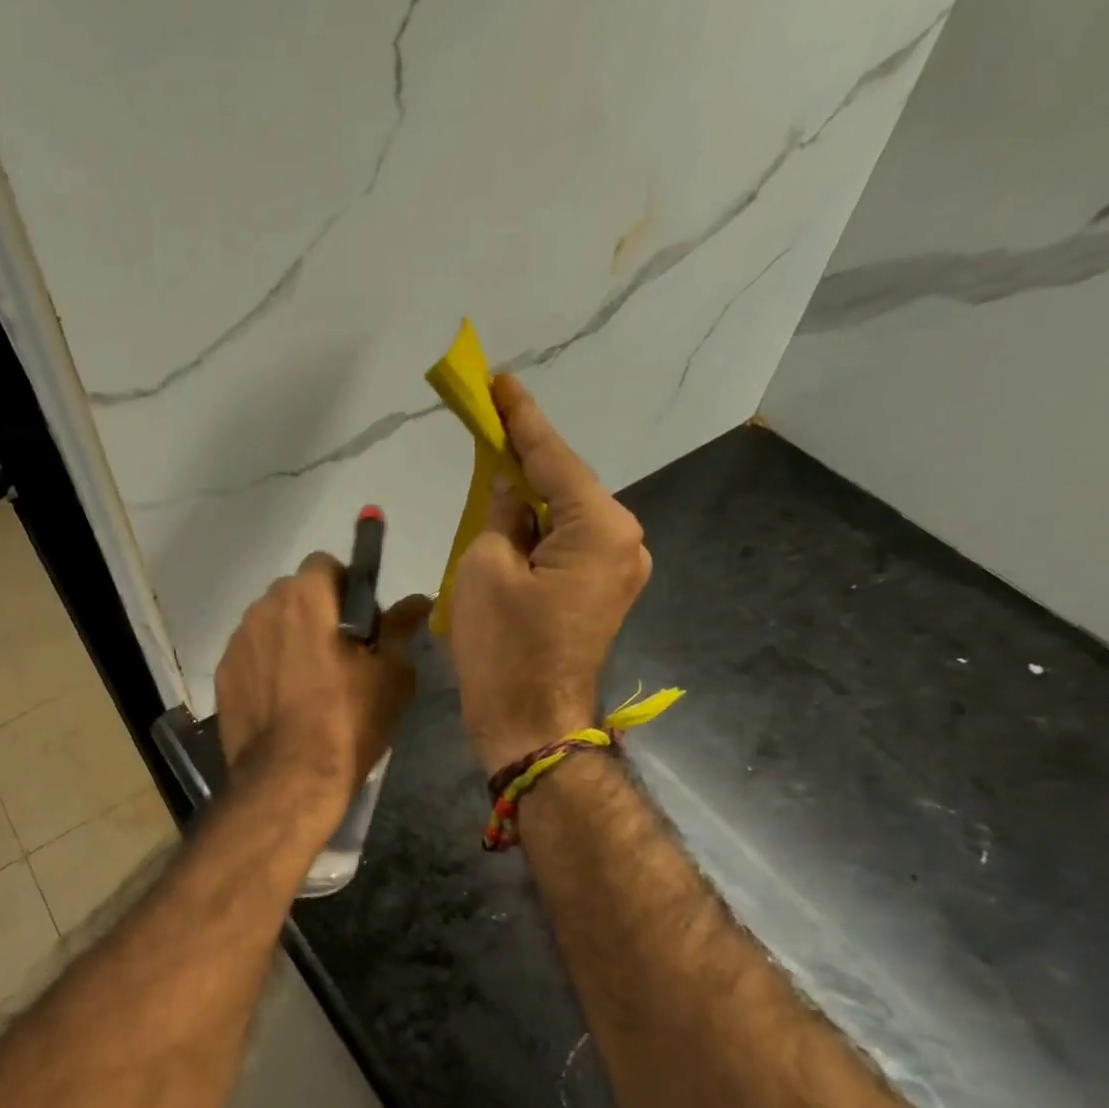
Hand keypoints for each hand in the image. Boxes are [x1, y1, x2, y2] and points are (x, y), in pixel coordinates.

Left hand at [216, 554, 429, 826]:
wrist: (288, 778)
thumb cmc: (347, 720)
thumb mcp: (392, 675)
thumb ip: (401, 628)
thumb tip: (420, 601)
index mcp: (305, 597)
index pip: (325, 565)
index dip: (346, 588)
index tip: (360, 623)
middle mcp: (263, 608)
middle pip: (293, 594)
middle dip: (315, 612)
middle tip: (338, 654)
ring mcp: (237, 643)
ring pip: (269, 625)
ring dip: (288, 639)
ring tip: (307, 683)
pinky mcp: (223, 675)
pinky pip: (251, 656)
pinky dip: (266, 667)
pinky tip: (282, 703)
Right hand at [448, 375, 651, 772]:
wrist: (530, 726)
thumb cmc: (504, 650)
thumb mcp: (484, 569)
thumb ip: (498, 514)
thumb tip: (508, 489)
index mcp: (600, 528)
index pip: (552, 458)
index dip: (520, 418)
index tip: (499, 381)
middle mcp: (624, 542)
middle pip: (564, 486)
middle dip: (524, 461)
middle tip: (487, 426)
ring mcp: (618, 571)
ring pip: (563, 519)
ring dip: (527, 501)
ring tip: (489, 478)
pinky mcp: (601, 595)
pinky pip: (565, 548)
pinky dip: (536, 534)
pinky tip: (508, 525)